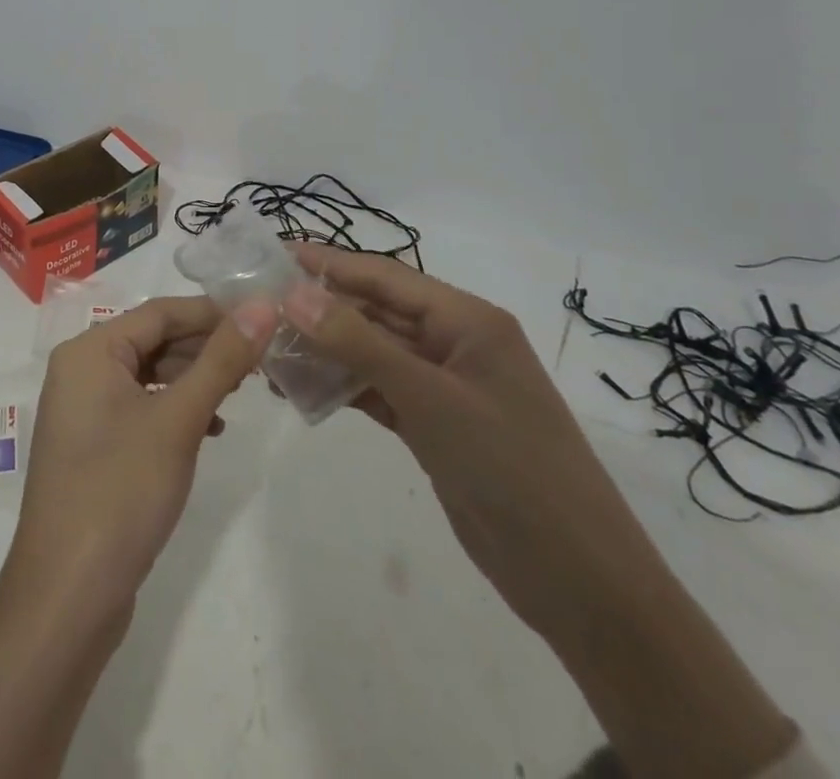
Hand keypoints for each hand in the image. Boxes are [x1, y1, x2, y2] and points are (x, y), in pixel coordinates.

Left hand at [10, 295, 276, 623]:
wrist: (67, 595)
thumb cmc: (120, 491)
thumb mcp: (178, 420)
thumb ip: (221, 360)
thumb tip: (262, 305)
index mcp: (89, 350)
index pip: (160, 312)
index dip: (212, 312)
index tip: (263, 318)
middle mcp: (81, 370)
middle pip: (153, 340)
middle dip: (205, 347)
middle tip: (260, 359)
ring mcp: (83, 410)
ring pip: (148, 375)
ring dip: (194, 379)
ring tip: (242, 390)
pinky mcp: (93, 445)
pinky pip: (140, 407)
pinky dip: (175, 409)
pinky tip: (211, 428)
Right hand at [283, 248, 795, 778]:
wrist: (581, 583)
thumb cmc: (512, 469)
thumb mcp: (431, 398)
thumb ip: (359, 342)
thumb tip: (294, 293)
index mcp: (468, 321)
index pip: (386, 276)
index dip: (329, 263)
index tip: (275, 255)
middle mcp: (455, 344)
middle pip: (376, 312)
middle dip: (320, 308)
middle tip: (259, 307)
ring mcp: (445, 387)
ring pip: (373, 352)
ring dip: (326, 351)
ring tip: (269, 351)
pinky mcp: (435, 426)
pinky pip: (379, 391)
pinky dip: (343, 387)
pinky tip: (302, 389)